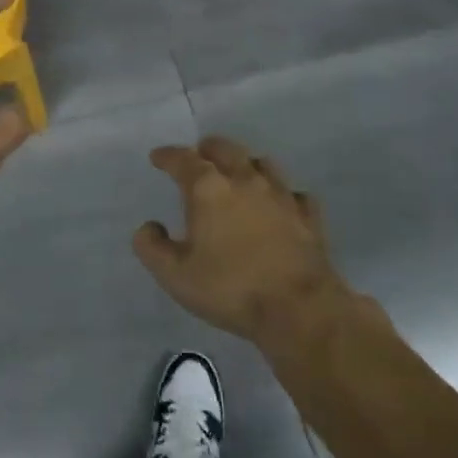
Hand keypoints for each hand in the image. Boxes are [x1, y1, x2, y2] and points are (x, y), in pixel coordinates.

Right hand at [134, 137, 351, 346]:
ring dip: (245, 163)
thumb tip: (148, 227)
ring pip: (262, 163)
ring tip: (237, 173)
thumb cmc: (230, 289)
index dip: (167, 155)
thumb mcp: (175, 275)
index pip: (183, 159)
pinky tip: (279, 204)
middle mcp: (245, 180)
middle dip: (207, 149)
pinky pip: (293, 193)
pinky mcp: (308, 216)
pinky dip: (281, 194)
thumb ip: (153, 248)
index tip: (158, 157)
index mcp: (209, 189)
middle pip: (225, 149)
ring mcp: (281, 195)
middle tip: (198, 156)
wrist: (299, 309)